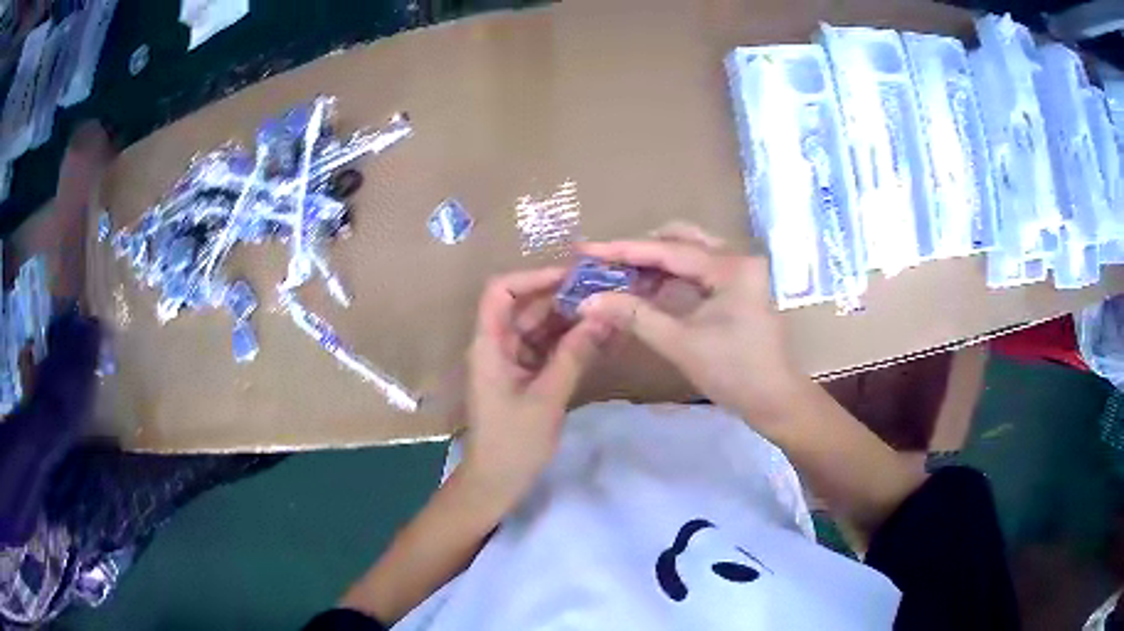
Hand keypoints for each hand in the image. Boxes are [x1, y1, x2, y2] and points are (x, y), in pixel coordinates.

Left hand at [462, 268, 610, 503]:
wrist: (497, 482)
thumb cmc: (514, 442)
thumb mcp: (547, 397)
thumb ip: (574, 355)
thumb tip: (603, 316)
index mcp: (490, 344)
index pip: (502, 291)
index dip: (534, 277)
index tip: (573, 278)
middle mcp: (497, 345)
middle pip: (526, 306)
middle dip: (563, 298)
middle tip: (605, 294)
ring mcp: (510, 361)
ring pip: (539, 327)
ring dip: (570, 320)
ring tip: (608, 313)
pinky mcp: (523, 376)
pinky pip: (546, 349)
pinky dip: (569, 343)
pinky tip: (598, 340)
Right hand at [578, 224, 803, 425]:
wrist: (774, 400)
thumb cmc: (734, 372)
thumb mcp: (681, 343)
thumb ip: (634, 316)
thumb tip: (588, 301)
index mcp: (730, 267)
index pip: (668, 250)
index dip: (622, 250)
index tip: (586, 249)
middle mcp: (737, 258)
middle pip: (680, 240)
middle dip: (639, 252)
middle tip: (604, 265)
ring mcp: (739, 272)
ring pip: (688, 254)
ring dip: (654, 264)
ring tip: (618, 277)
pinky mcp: (737, 287)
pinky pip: (697, 271)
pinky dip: (669, 277)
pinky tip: (645, 289)